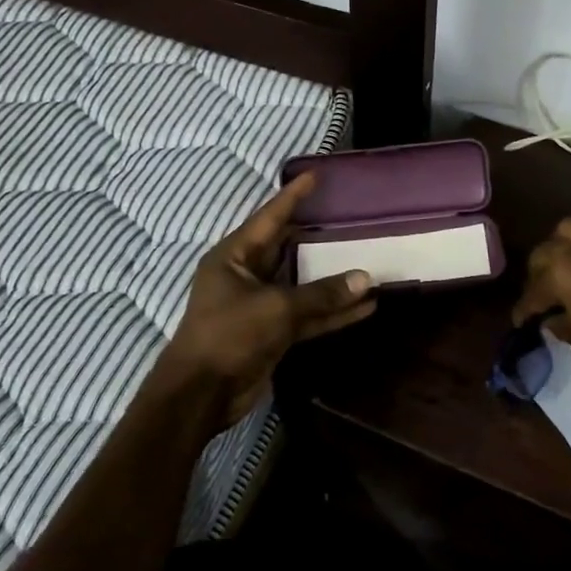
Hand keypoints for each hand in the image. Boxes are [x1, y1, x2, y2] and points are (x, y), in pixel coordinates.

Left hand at [159, 173, 376, 427]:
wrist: (201, 394)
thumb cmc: (229, 335)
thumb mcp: (276, 307)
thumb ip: (321, 293)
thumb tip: (365, 279)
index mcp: (234, 256)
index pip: (269, 217)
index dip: (293, 196)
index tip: (316, 176)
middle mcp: (246, 275)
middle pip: (289, 250)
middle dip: (319, 238)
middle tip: (351, 220)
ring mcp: (260, 305)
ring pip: (303, 286)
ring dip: (333, 282)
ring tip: (369, 265)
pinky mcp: (272, 333)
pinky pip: (308, 316)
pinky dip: (332, 313)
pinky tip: (364, 308)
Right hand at [511, 219, 570, 382]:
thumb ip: (563, 327)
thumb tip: (552, 320)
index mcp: (562, 273)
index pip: (532, 291)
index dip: (524, 309)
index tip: (521, 321)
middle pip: (546, 250)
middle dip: (538, 272)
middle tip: (542, 293)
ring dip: (564, 247)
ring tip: (568, 267)